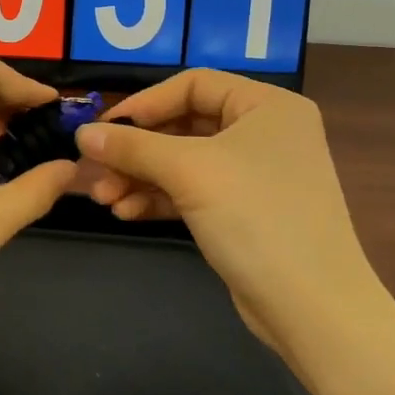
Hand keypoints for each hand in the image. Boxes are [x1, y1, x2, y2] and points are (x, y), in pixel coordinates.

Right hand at [74, 70, 377, 347]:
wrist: (313, 308)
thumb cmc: (257, 218)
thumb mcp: (189, 172)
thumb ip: (132, 147)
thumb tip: (81, 133)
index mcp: (267, 106)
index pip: (193, 85)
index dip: (144, 104)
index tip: (103, 129)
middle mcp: (263, 133)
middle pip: (183, 126)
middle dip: (136, 151)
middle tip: (95, 171)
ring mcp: (254, 175)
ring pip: (183, 163)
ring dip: (140, 177)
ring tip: (104, 200)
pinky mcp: (243, 212)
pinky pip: (192, 192)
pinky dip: (159, 199)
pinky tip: (126, 213)